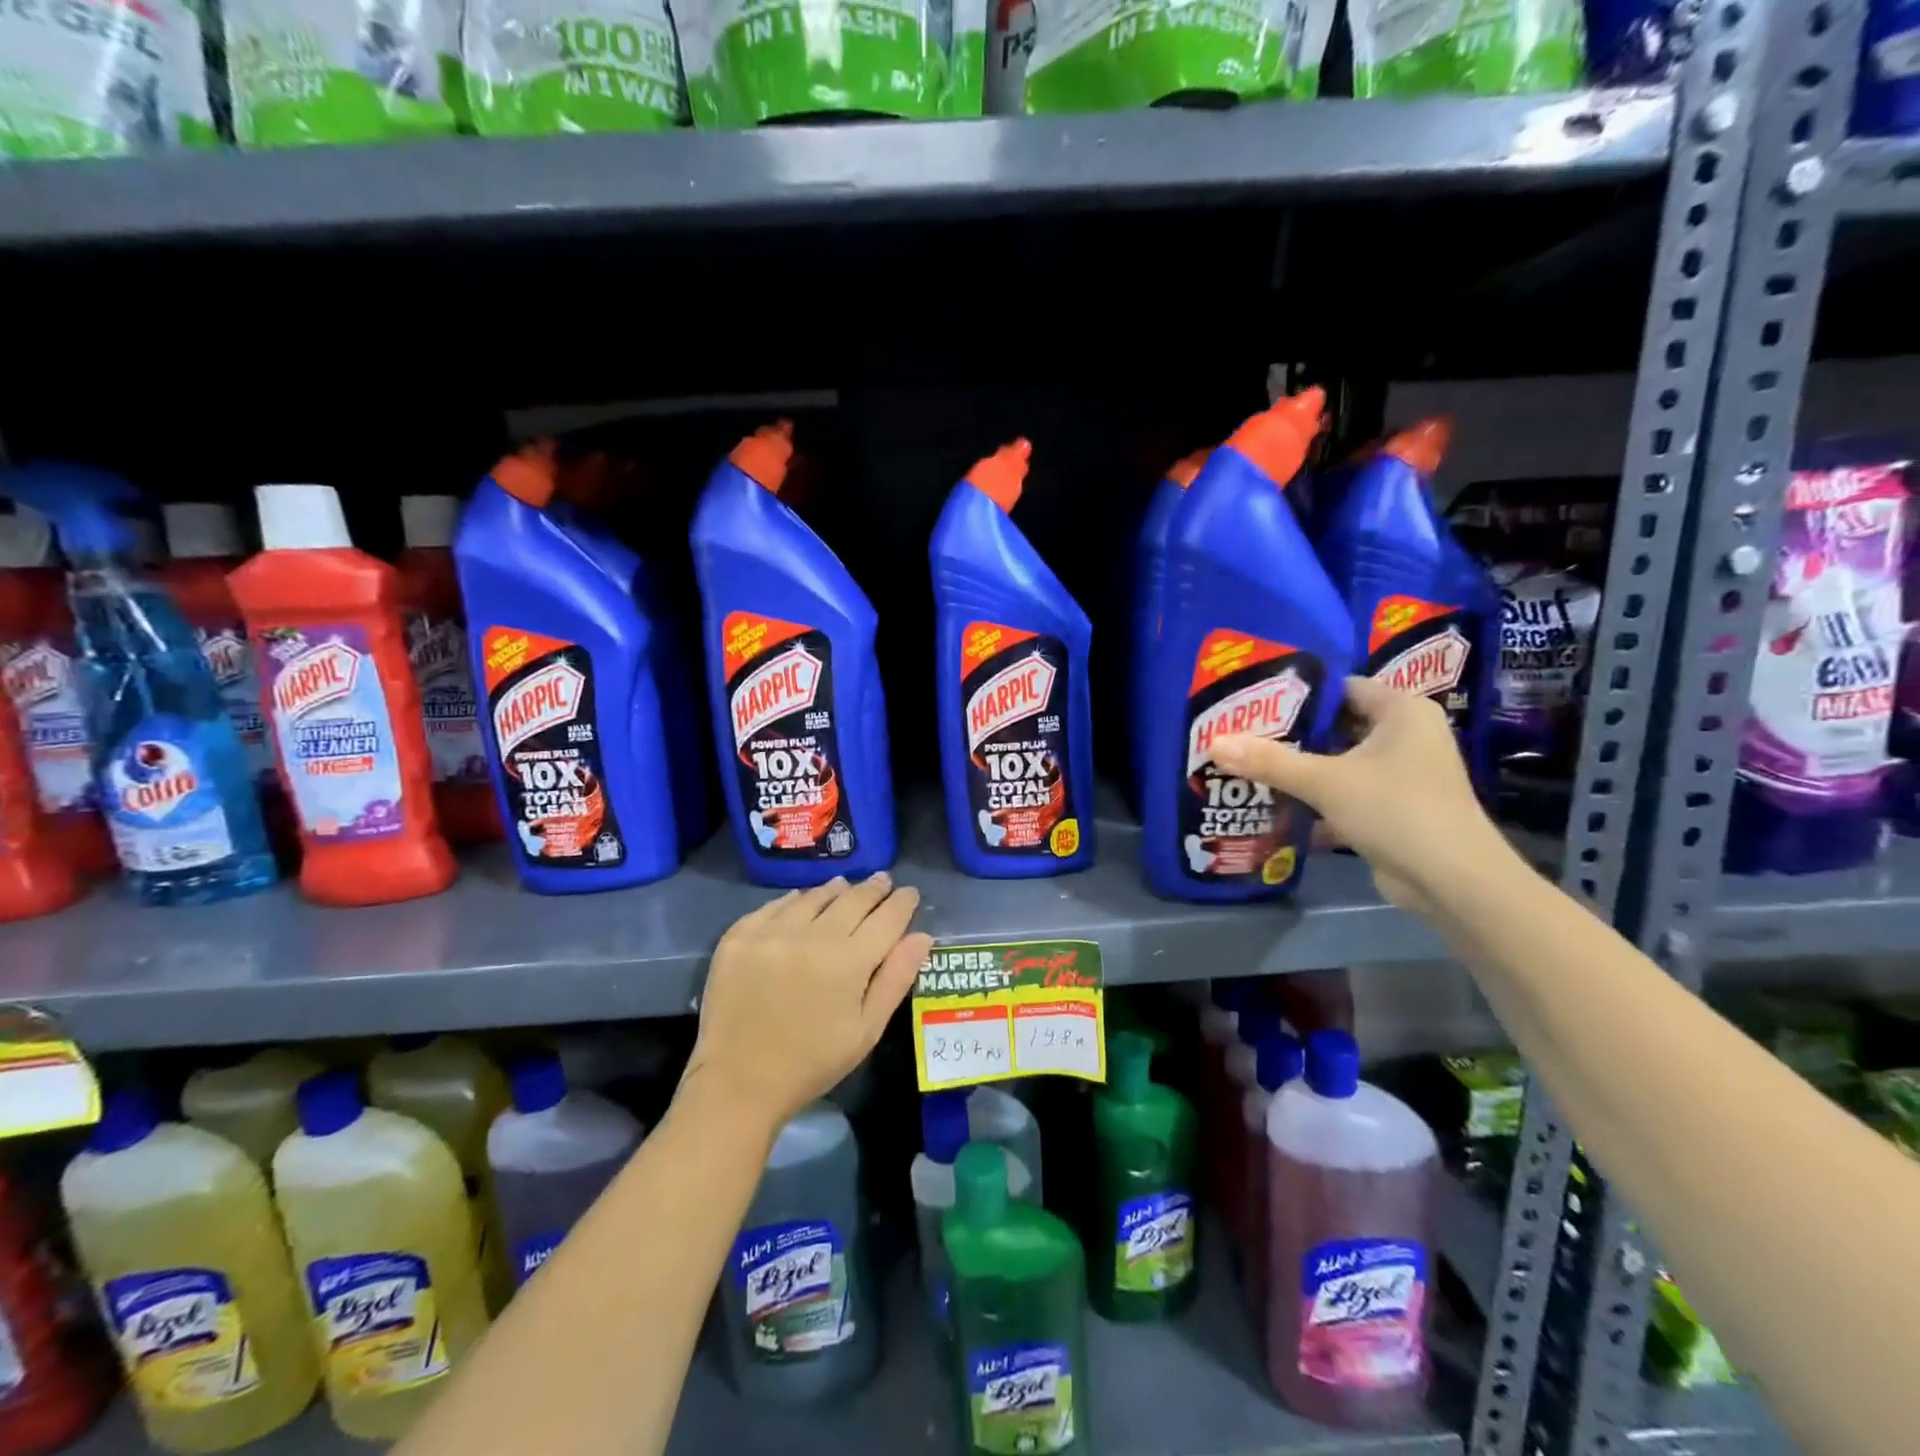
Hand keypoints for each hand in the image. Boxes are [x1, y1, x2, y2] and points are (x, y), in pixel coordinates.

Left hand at [684, 874, 931, 1133]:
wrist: (737, 1084)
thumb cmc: (812, 1063)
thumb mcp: (866, 1030)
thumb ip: (896, 978)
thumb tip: (922, 936)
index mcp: (848, 961)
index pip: (886, 918)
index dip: (902, 902)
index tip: (909, 893)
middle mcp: (811, 936)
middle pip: (852, 899)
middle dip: (872, 889)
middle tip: (882, 881)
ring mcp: (771, 932)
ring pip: (813, 897)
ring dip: (835, 891)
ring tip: (844, 887)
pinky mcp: (739, 936)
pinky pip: (774, 906)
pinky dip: (794, 901)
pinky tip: (801, 902)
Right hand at [1210, 676, 1513, 914]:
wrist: (1452, 882)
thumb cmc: (1396, 810)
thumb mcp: (1325, 781)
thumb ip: (1269, 761)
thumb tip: (1214, 743)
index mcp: (1402, 711)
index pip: (1341, 687)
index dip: (1297, 694)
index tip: (1252, 703)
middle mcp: (1407, 736)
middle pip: (1337, 726)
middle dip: (1291, 735)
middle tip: (1241, 734)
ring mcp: (1402, 775)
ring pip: (1339, 762)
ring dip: (1300, 769)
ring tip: (1248, 765)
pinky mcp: (1394, 809)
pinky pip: (1345, 793)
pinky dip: (1316, 799)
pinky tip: (1274, 804)